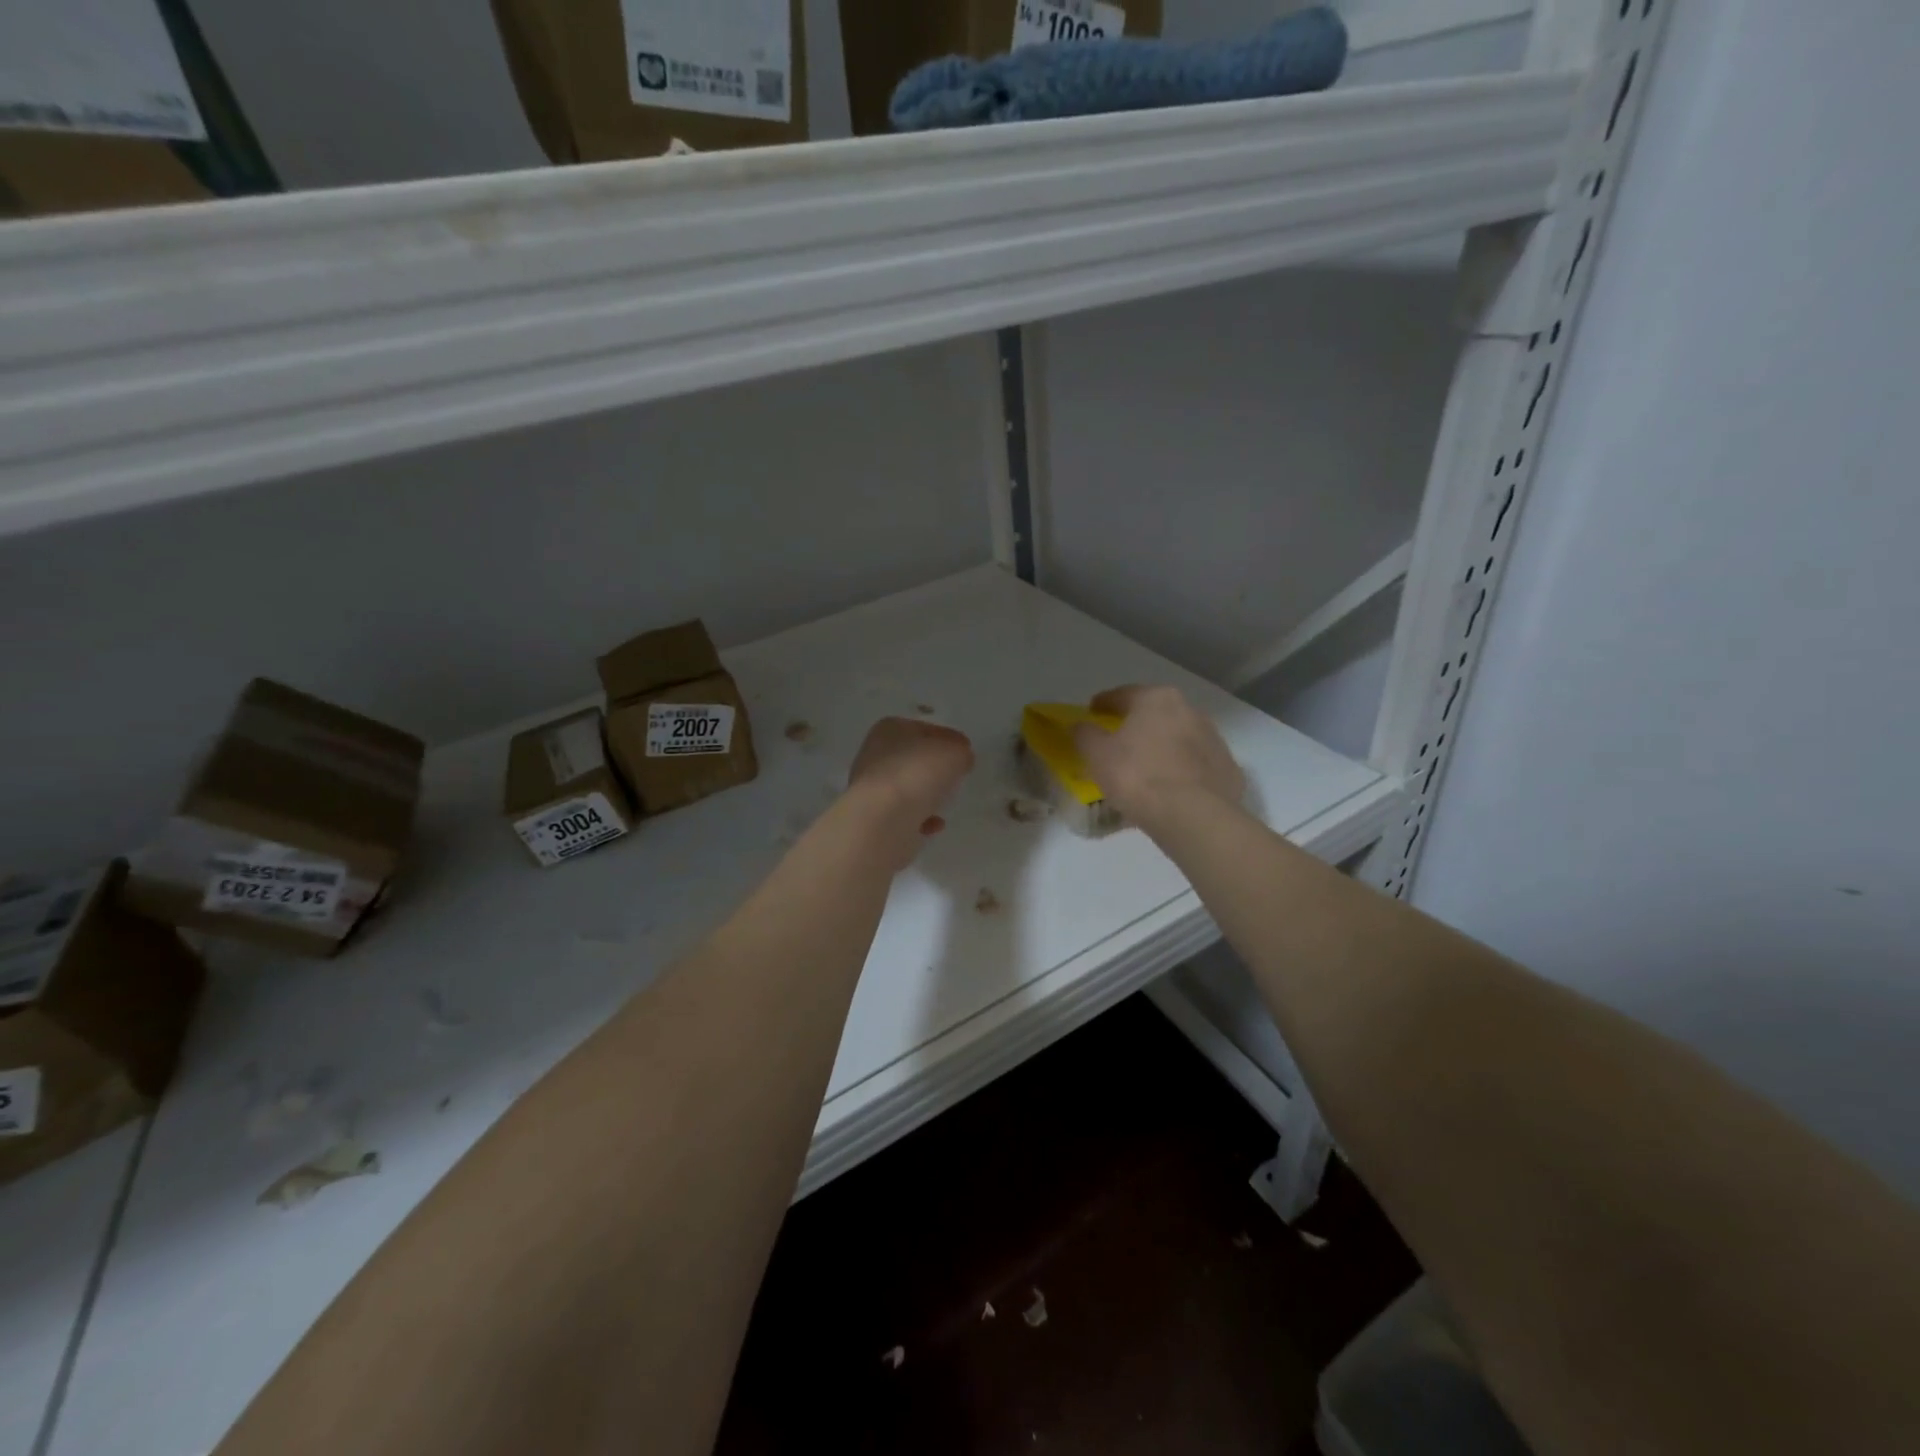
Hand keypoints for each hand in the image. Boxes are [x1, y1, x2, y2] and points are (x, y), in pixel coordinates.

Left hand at [847, 717, 974, 864]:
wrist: (883, 821)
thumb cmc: (917, 774)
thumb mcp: (953, 753)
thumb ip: (961, 753)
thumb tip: (960, 759)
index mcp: (889, 729)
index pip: (924, 729)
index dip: (947, 738)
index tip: (965, 751)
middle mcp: (874, 755)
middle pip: (913, 759)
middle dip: (934, 768)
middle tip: (957, 776)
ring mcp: (872, 789)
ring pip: (907, 787)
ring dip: (925, 795)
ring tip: (945, 802)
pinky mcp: (875, 818)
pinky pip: (904, 815)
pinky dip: (920, 819)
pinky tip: (934, 825)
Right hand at [1071, 686, 1243, 831]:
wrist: (1193, 816)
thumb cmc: (1137, 776)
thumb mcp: (1097, 754)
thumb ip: (1085, 734)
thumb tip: (1081, 726)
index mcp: (1156, 699)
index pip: (1123, 695)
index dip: (1103, 704)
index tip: (1092, 712)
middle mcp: (1190, 711)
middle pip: (1155, 714)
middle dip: (1137, 724)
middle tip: (1119, 741)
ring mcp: (1214, 740)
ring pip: (1179, 738)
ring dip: (1162, 747)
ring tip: (1146, 768)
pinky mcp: (1228, 769)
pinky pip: (1196, 765)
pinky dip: (1182, 771)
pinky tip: (1171, 788)